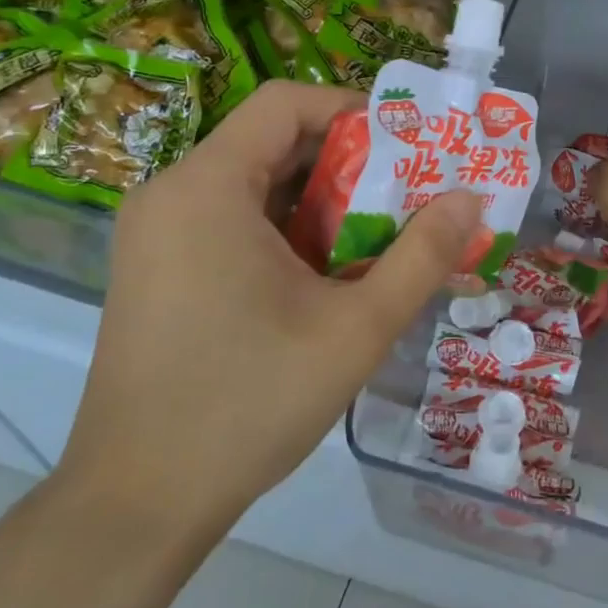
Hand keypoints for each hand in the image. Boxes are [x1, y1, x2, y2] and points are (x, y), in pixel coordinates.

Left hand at [57, 82, 482, 547]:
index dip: (355, 111)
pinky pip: (233, 222)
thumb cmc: (249, 403)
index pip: (286, 103)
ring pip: (257, 186)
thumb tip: (470, 198)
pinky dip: (288, 232)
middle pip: (273, 142)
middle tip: (413, 196)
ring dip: (324, 202)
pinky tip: (329, 277)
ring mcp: (157, 235)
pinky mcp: (157, 270)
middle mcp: (172, 195)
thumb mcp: (356, 328)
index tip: (412, 147)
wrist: (137, 504)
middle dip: (351, 163)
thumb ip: (422, 255)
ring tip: (382, 238)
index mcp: (208, 187)